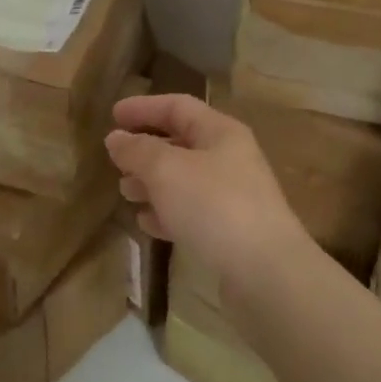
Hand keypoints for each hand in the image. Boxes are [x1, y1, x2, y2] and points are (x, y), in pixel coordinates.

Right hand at [106, 94, 309, 295]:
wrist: (267, 275)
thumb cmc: (214, 206)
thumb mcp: (166, 170)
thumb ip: (138, 150)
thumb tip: (116, 138)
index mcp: (220, 132)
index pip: (177, 106)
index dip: (144, 107)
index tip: (112, 115)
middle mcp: (230, 158)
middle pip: (181, 143)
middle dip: (146, 150)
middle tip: (116, 161)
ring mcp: (234, 197)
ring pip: (184, 180)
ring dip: (153, 183)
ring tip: (125, 192)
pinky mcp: (232, 233)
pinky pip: (193, 212)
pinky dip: (167, 212)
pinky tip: (147, 224)